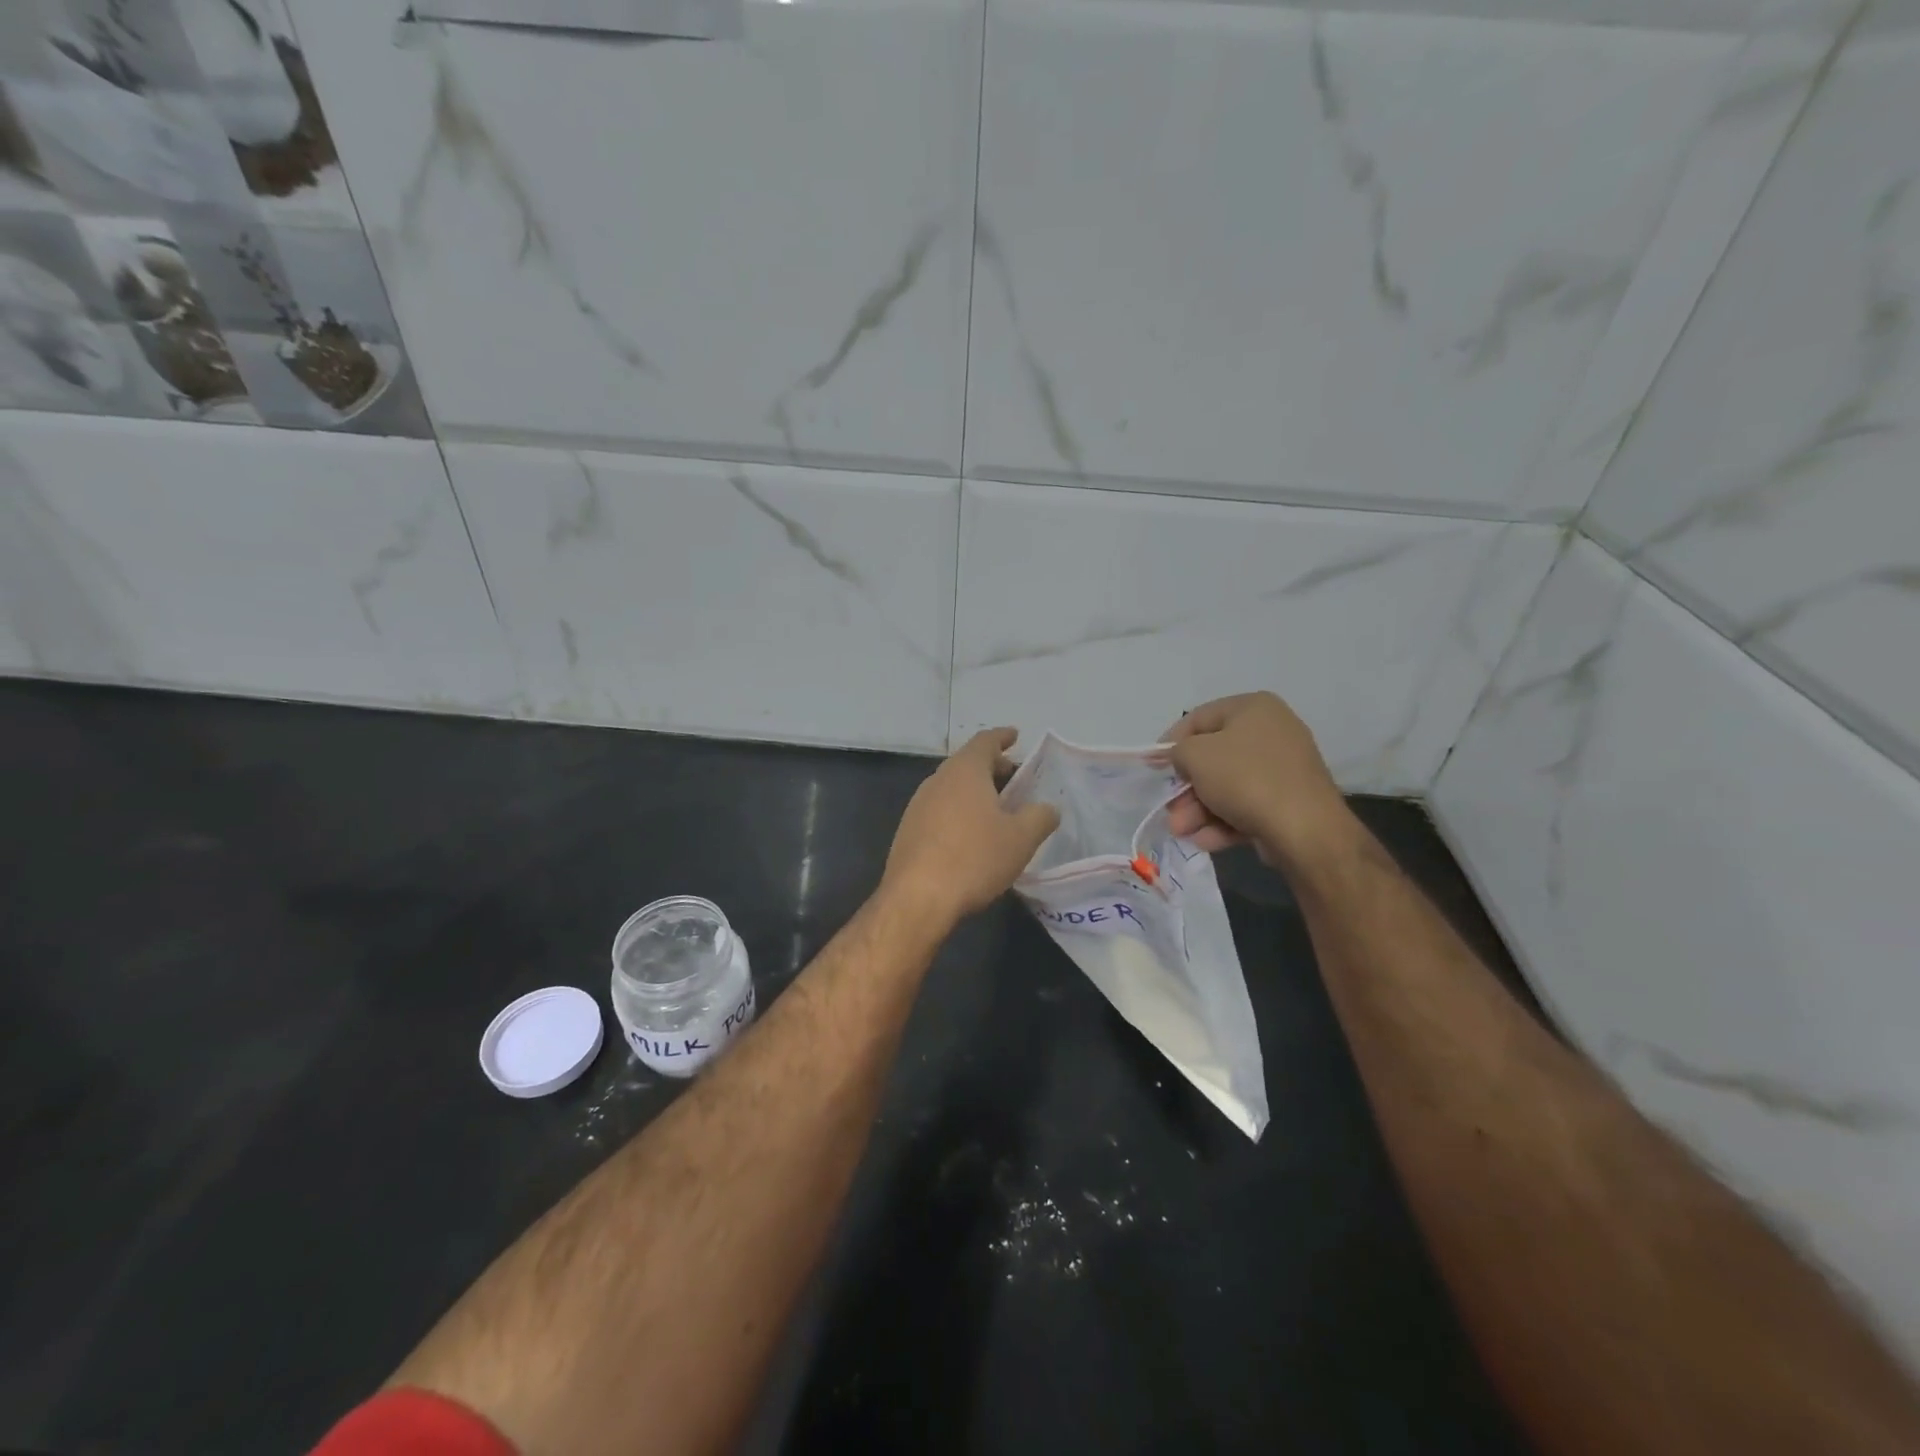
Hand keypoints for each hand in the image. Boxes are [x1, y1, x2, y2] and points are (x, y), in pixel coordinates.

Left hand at [882, 729, 1060, 926]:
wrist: (917, 898)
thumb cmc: (974, 858)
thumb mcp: (1021, 838)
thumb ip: (1040, 816)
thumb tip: (1048, 808)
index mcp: (964, 771)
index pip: (985, 742)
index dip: (1002, 737)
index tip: (1015, 736)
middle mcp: (937, 781)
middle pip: (967, 764)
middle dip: (992, 768)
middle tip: (1014, 778)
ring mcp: (918, 806)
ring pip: (952, 788)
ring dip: (974, 792)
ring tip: (997, 809)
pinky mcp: (908, 831)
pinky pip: (939, 810)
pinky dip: (959, 812)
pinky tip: (971, 836)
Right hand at [1161, 692, 1351, 866]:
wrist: (1305, 829)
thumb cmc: (1245, 778)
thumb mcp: (1196, 756)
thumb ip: (1177, 751)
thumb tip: (1180, 759)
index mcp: (1253, 708)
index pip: (1199, 718)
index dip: (1170, 742)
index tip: (1153, 766)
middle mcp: (1271, 732)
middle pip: (1212, 759)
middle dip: (1186, 789)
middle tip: (1170, 811)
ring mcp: (1282, 769)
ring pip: (1227, 787)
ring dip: (1198, 811)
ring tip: (1182, 832)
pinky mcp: (1288, 802)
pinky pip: (1246, 807)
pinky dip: (1223, 823)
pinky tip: (1206, 841)